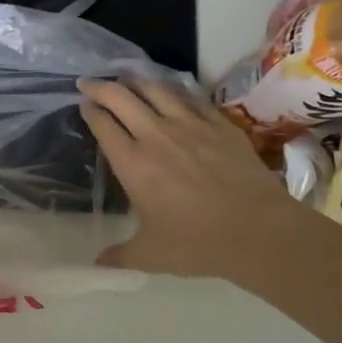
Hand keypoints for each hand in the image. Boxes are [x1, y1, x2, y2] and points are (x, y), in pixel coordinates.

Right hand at [79, 78, 301, 284]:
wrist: (258, 231)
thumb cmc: (197, 244)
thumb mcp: (150, 255)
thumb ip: (120, 255)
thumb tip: (96, 263)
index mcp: (133, 163)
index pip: (103, 125)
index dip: (90, 111)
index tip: (83, 104)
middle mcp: (156, 135)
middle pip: (122, 98)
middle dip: (101, 87)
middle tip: (89, 83)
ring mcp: (191, 125)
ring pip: (156, 89)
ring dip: (136, 81)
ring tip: (127, 79)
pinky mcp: (220, 124)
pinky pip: (192, 97)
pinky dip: (175, 89)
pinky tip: (172, 90)